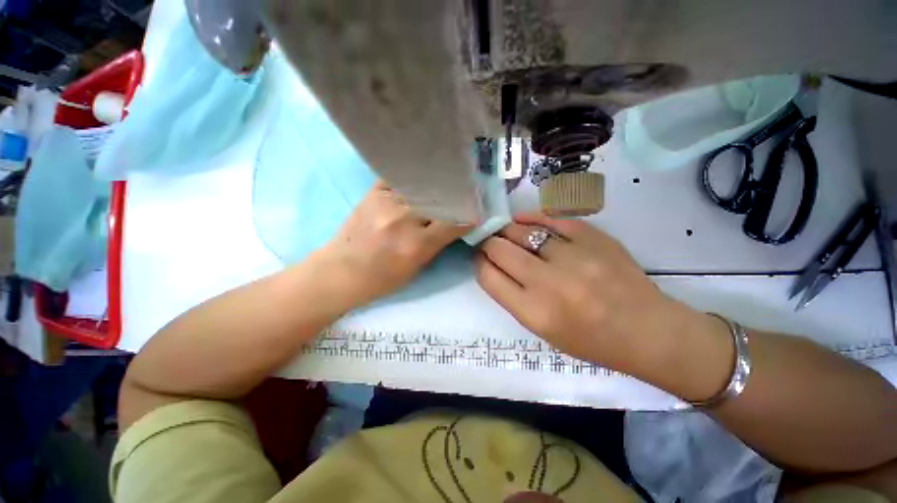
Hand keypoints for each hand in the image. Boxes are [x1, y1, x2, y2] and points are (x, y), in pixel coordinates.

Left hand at [317, 181, 469, 308]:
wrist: (340, 272)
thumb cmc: (381, 280)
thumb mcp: (416, 269)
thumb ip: (435, 245)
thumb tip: (453, 226)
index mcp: (416, 244)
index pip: (453, 223)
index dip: (468, 217)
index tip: (475, 213)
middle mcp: (404, 219)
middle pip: (440, 201)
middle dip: (455, 199)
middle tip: (464, 195)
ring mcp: (387, 202)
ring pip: (423, 188)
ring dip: (436, 188)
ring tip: (445, 184)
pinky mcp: (373, 193)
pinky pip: (400, 179)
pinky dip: (413, 180)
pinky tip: (419, 180)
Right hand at [474, 213, 707, 372]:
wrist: (646, 331)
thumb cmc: (589, 340)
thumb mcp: (542, 330)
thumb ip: (513, 297)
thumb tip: (492, 265)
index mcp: (534, 313)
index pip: (489, 277)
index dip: (478, 261)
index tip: (478, 255)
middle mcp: (549, 283)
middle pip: (500, 250)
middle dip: (487, 242)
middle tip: (487, 240)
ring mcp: (573, 257)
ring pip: (522, 231)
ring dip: (506, 229)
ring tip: (502, 229)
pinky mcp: (593, 239)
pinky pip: (552, 218)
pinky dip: (532, 217)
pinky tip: (522, 219)